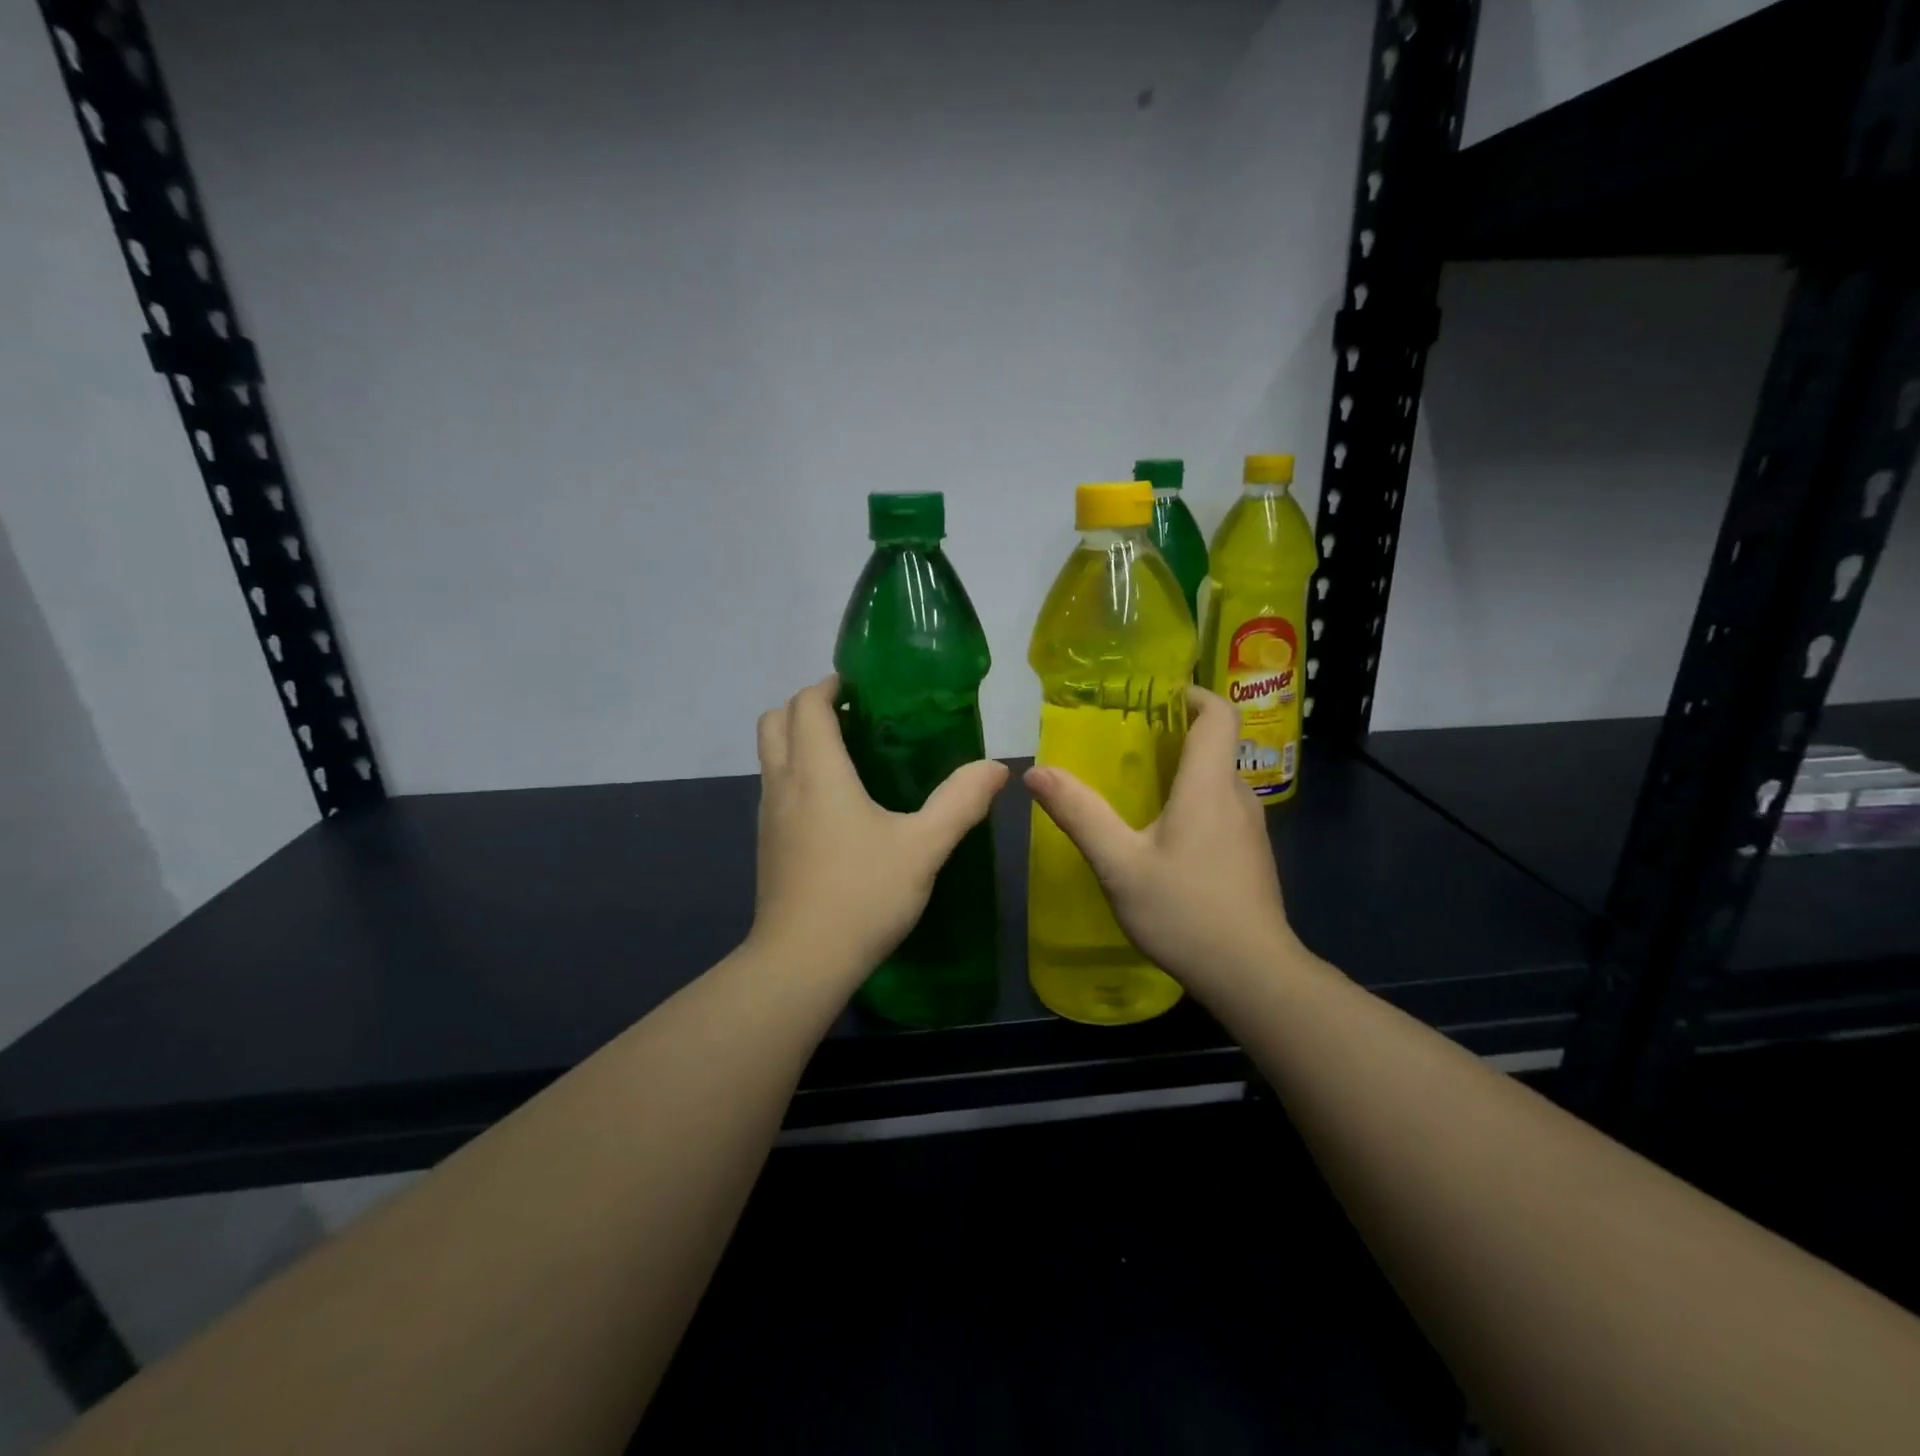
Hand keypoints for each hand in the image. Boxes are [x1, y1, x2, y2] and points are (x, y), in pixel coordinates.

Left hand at [751, 676, 1009, 980]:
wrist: (802, 962)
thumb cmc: (863, 894)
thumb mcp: (924, 847)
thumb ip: (961, 802)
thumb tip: (995, 767)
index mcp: (817, 771)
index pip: (806, 704)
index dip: (828, 686)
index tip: (860, 688)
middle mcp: (783, 783)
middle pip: (775, 720)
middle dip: (807, 706)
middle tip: (853, 717)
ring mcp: (768, 816)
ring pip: (770, 755)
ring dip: (798, 739)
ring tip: (849, 756)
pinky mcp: (767, 844)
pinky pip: (775, 787)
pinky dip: (796, 773)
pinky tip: (836, 806)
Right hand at [1024, 686, 1295, 998]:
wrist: (1252, 975)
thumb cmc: (1185, 912)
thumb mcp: (1119, 864)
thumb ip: (1079, 814)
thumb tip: (1036, 772)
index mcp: (1209, 786)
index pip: (1219, 714)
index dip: (1192, 694)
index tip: (1155, 694)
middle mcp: (1237, 797)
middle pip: (1215, 745)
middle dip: (1174, 734)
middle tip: (1126, 742)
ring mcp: (1250, 829)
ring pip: (1217, 780)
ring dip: (1182, 772)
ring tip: (1135, 786)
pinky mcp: (1251, 856)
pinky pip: (1221, 809)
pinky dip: (1193, 802)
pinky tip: (1161, 835)